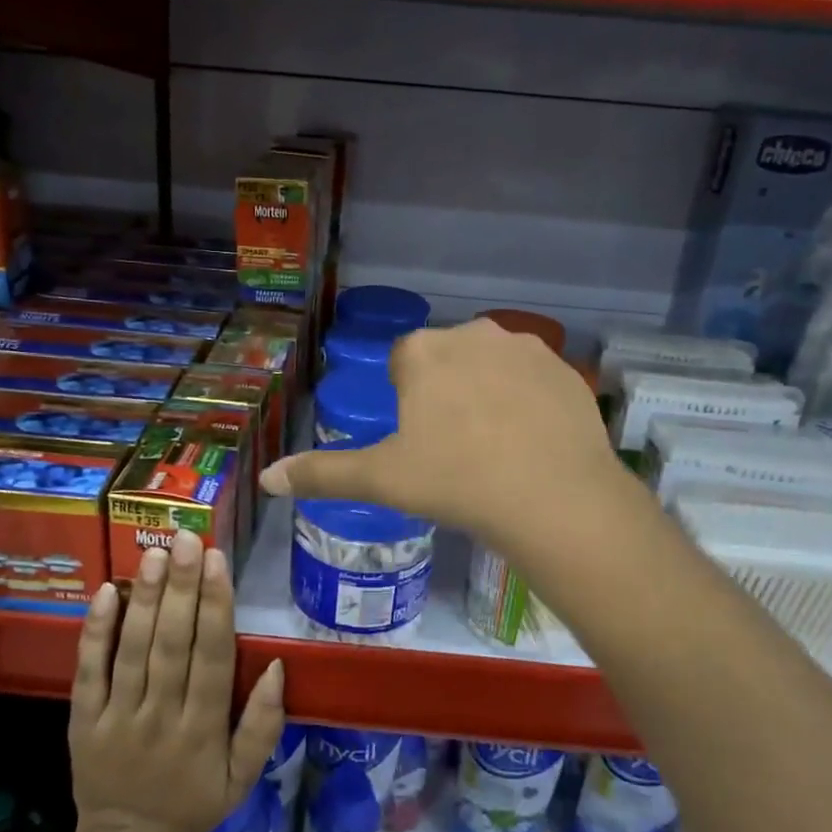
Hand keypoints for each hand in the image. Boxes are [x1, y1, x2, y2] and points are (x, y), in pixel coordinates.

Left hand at [68, 530, 284, 831]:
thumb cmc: (194, 802)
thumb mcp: (244, 777)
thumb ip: (264, 725)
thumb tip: (278, 666)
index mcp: (204, 730)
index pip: (213, 657)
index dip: (216, 607)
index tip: (217, 561)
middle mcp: (161, 717)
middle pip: (173, 645)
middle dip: (181, 588)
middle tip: (186, 539)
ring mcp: (118, 718)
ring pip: (133, 651)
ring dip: (144, 599)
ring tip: (153, 554)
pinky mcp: (83, 722)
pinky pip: (88, 673)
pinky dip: (95, 632)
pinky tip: (106, 592)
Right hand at [258, 319, 624, 555]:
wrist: (553, 498)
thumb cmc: (455, 482)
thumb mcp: (382, 480)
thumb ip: (322, 473)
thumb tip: (266, 478)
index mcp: (425, 351)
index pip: (404, 361)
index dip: (406, 398)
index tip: (418, 437)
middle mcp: (474, 333)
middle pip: (449, 358)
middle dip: (446, 389)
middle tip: (454, 446)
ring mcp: (527, 348)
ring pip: (493, 365)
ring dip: (488, 391)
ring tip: (496, 445)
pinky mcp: (566, 370)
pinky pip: (535, 380)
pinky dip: (529, 402)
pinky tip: (533, 442)